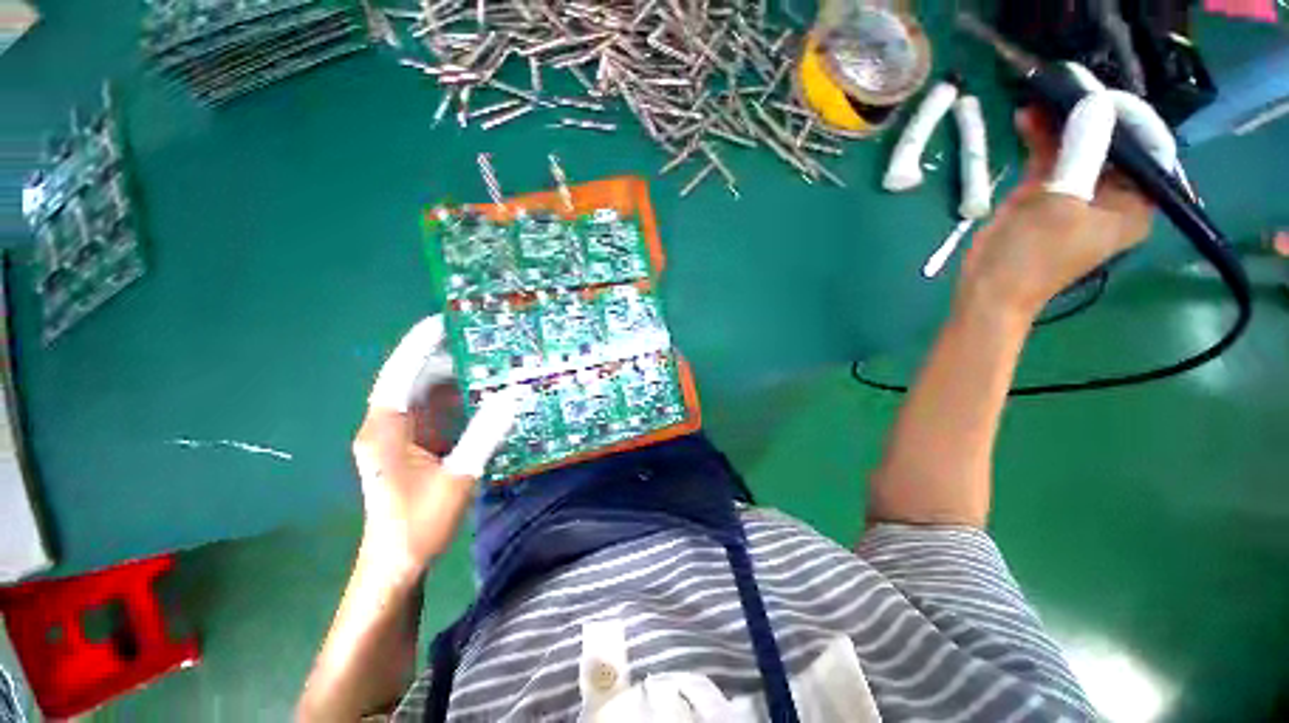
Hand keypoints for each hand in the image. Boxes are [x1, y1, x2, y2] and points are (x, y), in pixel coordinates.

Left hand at [352, 316, 519, 576]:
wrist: (398, 563)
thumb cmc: (418, 524)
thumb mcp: (457, 478)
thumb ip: (484, 434)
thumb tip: (513, 395)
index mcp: (385, 429)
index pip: (399, 374)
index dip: (419, 345)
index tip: (443, 320)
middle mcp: (389, 425)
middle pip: (414, 379)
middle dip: (445, 356)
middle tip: (482, 339)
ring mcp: (402, 434)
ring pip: (428, 394)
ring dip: (455, 377)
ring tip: (489, 359)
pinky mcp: (417, 445)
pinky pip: (439, 411)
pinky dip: (460, 399)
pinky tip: (485, 392)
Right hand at [960, 84, 1176, 319]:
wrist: (988, 289)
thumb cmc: (1031, 256)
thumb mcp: (1061, 202)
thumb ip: (1080, 151)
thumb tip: (1092, 101)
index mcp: (1136, 202)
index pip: (1146, 147)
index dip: (1128, 116)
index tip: (1100, 94)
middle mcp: (1114, 193)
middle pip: (1111, 141)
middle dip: (1091, 113)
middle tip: (1067, 85)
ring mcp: (1077, 192)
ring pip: (1078, 145)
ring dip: (1061, 121)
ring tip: (1042, 94)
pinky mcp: (1046, 193)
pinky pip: (1051, 156)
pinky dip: (1041, 137)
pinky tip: (1027, 117)